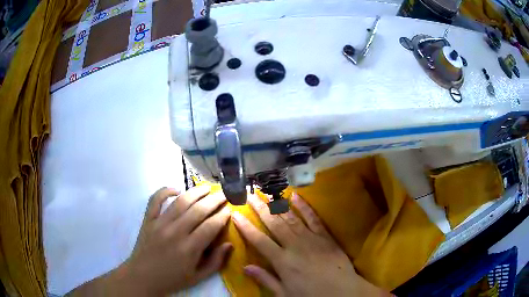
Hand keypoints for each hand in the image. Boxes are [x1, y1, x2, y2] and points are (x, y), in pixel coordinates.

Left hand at [124, 186, 231, 294]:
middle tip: (224, 193)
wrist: (143, 277)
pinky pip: (155, 199)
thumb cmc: (172, 279)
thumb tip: (229, 244)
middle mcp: (175, 232)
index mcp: (189, 249)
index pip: (211, 226)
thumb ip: (216, 262)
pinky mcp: (148, 220)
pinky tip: (176, 189)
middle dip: (214, 199)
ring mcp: (159, 223)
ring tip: (207, 187)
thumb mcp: (198, 277)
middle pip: (198, 210)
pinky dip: (165, 191)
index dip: (223, 215)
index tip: (231, 208)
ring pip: (180, 202)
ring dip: (195, 192)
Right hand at [232, 193, 389, 296]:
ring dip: (277, 204)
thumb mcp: (284, 293)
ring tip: (266, 192)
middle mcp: (294, 245)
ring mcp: (311, 238)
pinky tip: (295, 196)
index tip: (236, 214)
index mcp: (282, 261)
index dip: (246, 227)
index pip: (259, 240)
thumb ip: (265, 279)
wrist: (342, 291)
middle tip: (249, 194)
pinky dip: (304, 207)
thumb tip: (245, 267)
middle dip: (260, 208)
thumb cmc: (311, 295)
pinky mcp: (325, 236)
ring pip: (290, 218)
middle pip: (273, 223)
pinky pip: (313, 218)